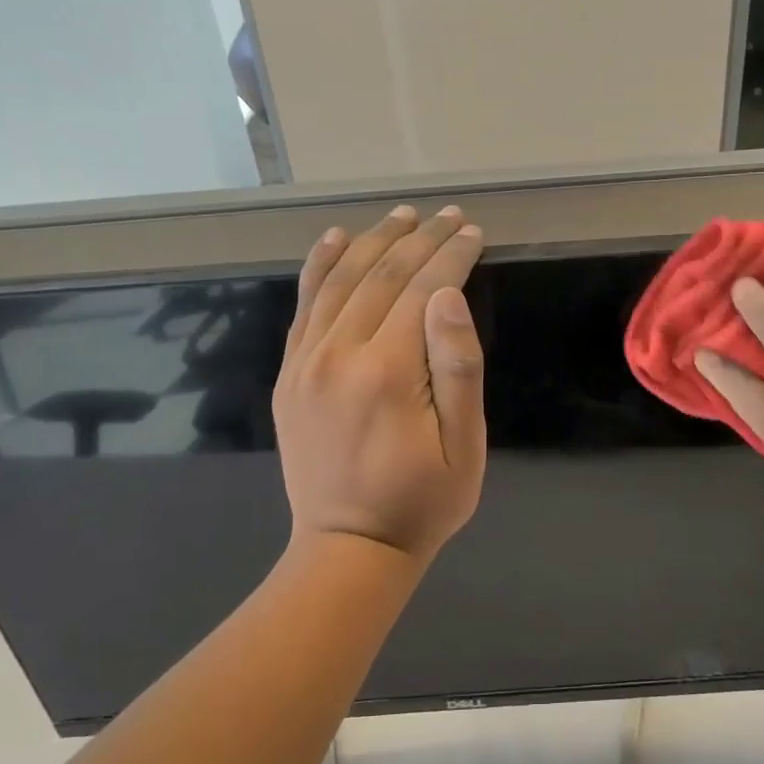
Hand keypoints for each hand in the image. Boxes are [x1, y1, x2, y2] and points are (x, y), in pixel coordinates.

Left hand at [274, 205, 486, 564]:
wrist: (348, 548)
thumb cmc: (422, 502)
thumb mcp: (464, 446)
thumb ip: (457, 367)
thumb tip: (447, 296)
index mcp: (388, 372)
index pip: (423, 290)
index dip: (452, 255)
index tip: (474, 231)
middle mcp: (340, 354)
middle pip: (382, 276)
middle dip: (420, 239)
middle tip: (448, 215)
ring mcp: (306, 362)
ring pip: (340, 281)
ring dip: (374, 241)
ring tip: (403, 215)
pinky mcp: (289, 374)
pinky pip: (303, 306)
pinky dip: (319, 266)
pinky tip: (335, 239)